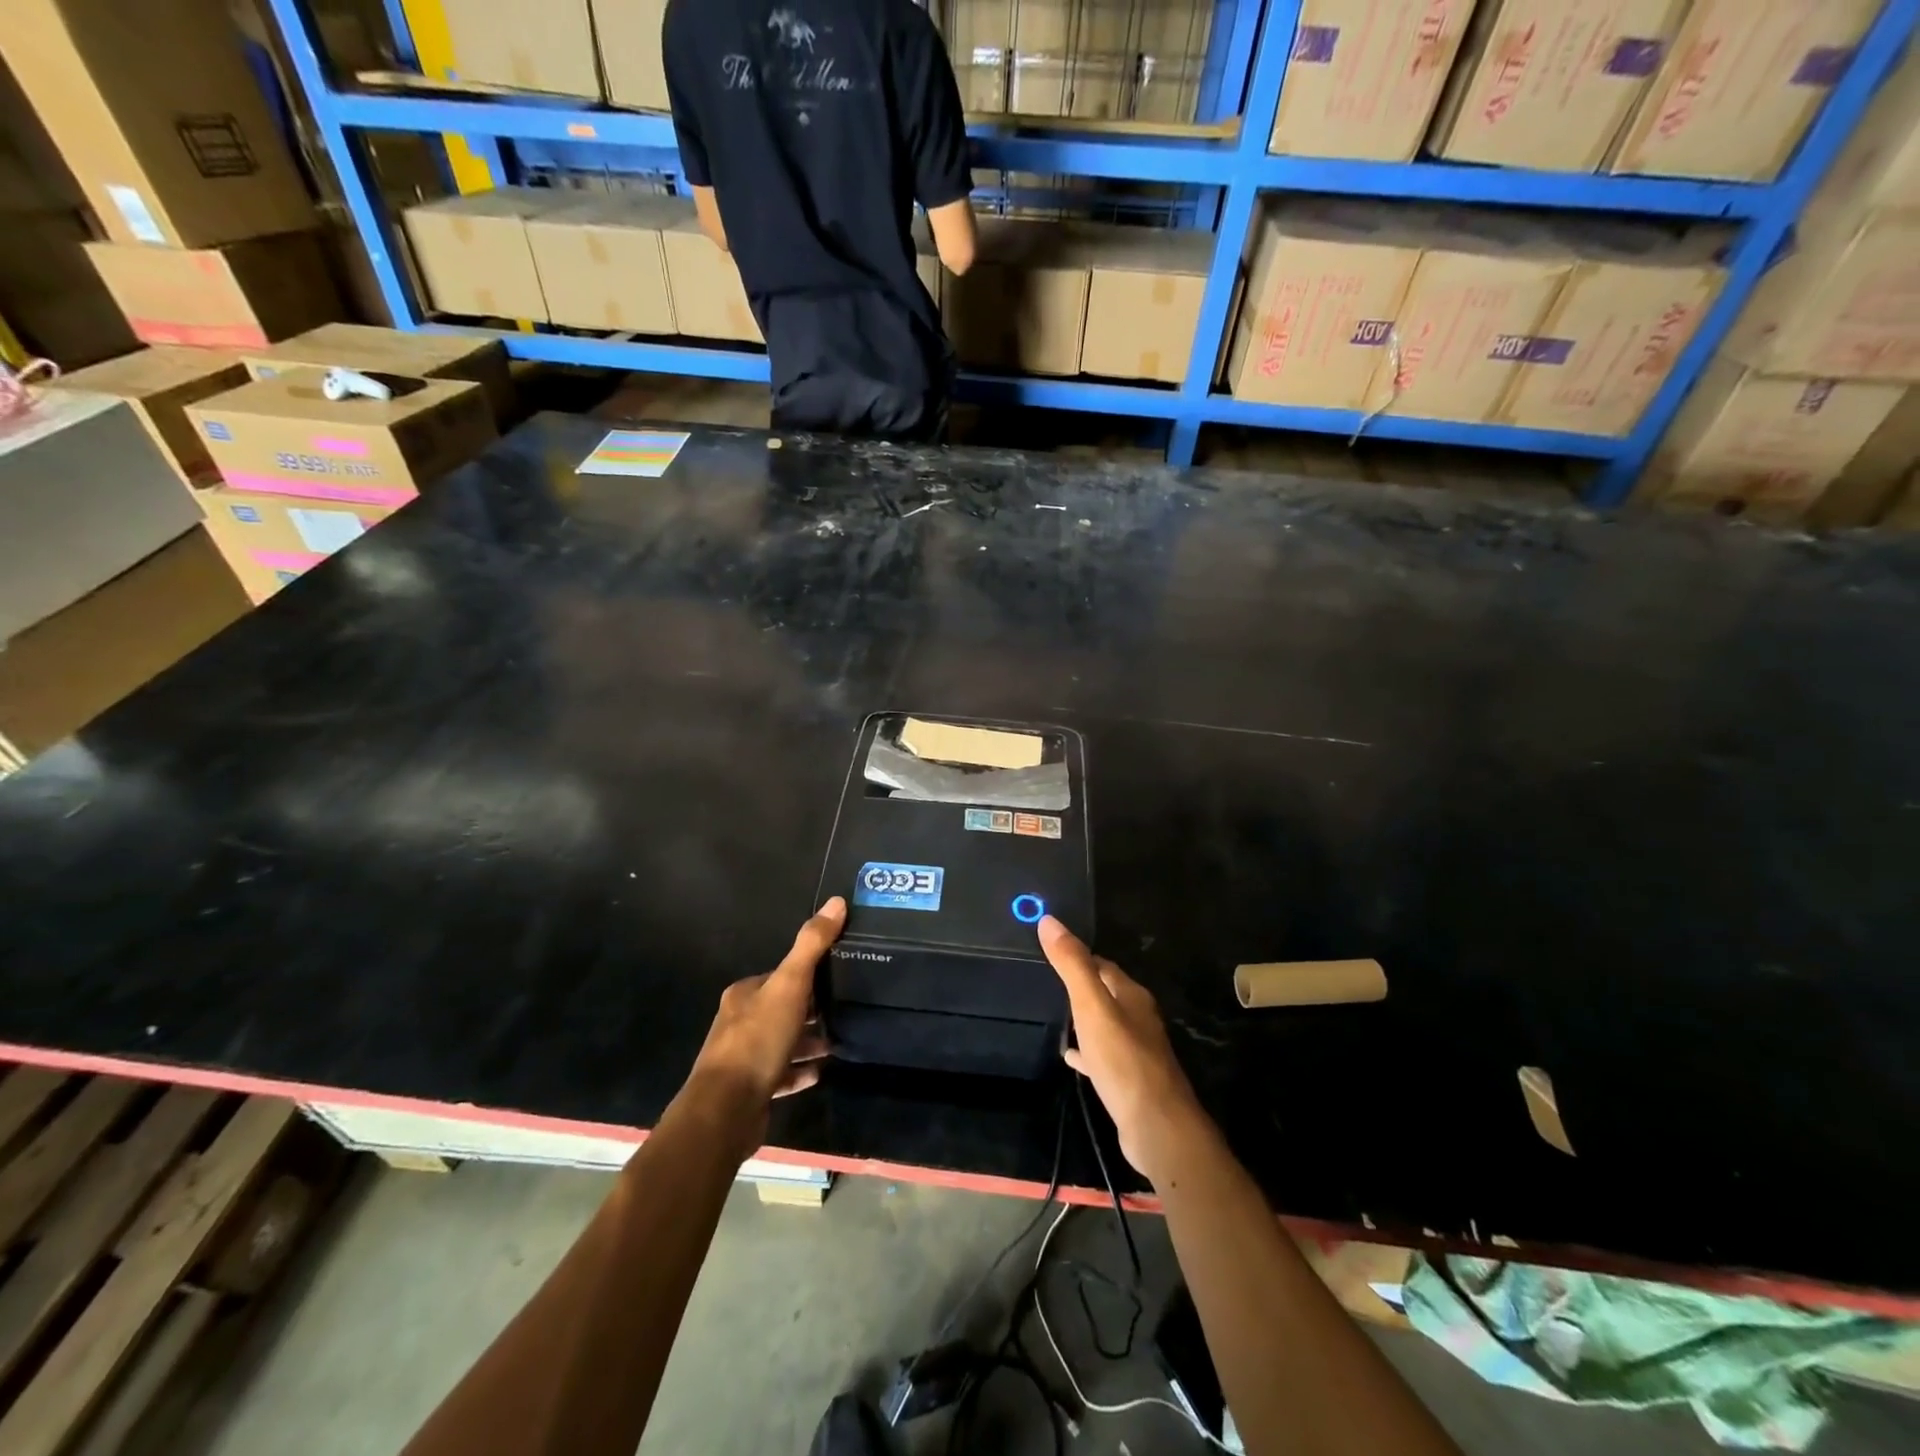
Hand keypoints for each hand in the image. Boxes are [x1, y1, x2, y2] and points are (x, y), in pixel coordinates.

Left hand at [684, 897, 843, 1156]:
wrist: (725, 1110)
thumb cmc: (757, 1040)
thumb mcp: (790, 985)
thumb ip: (812, 945)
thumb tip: (837, 901)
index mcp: (744, 994)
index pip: (781, 975)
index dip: (808, 975)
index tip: (837, 976)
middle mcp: (739, 1021)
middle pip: (782, 1007)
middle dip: (811, 1008)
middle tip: (844, 1008)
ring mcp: (743, 1058)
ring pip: (782, 1041)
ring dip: (808, 1041)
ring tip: (838, 1041)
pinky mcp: (750, 1089)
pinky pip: (781, 1074)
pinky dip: (800, 1071)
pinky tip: (821, 1072)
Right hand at [1039, 916, 1208, 1188]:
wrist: (1155, 1126)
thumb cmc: (1123, 1059)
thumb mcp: (1091, 1006)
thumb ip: (1072, 964)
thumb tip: (1049, 920)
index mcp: (1132, 995)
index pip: (1103, 965)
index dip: (1079, 957)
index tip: (1051, 952)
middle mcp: (1138, 1018)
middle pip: (1106, 993)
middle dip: (1080, 986)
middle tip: (1047, 982)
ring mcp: (1136, 1050)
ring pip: (1105, 1024)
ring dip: (1083, 1018)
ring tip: (1054, 1016)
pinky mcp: (1130, 1079)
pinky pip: (1103, 1055)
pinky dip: (1086, 1051)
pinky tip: (1070, 1057)